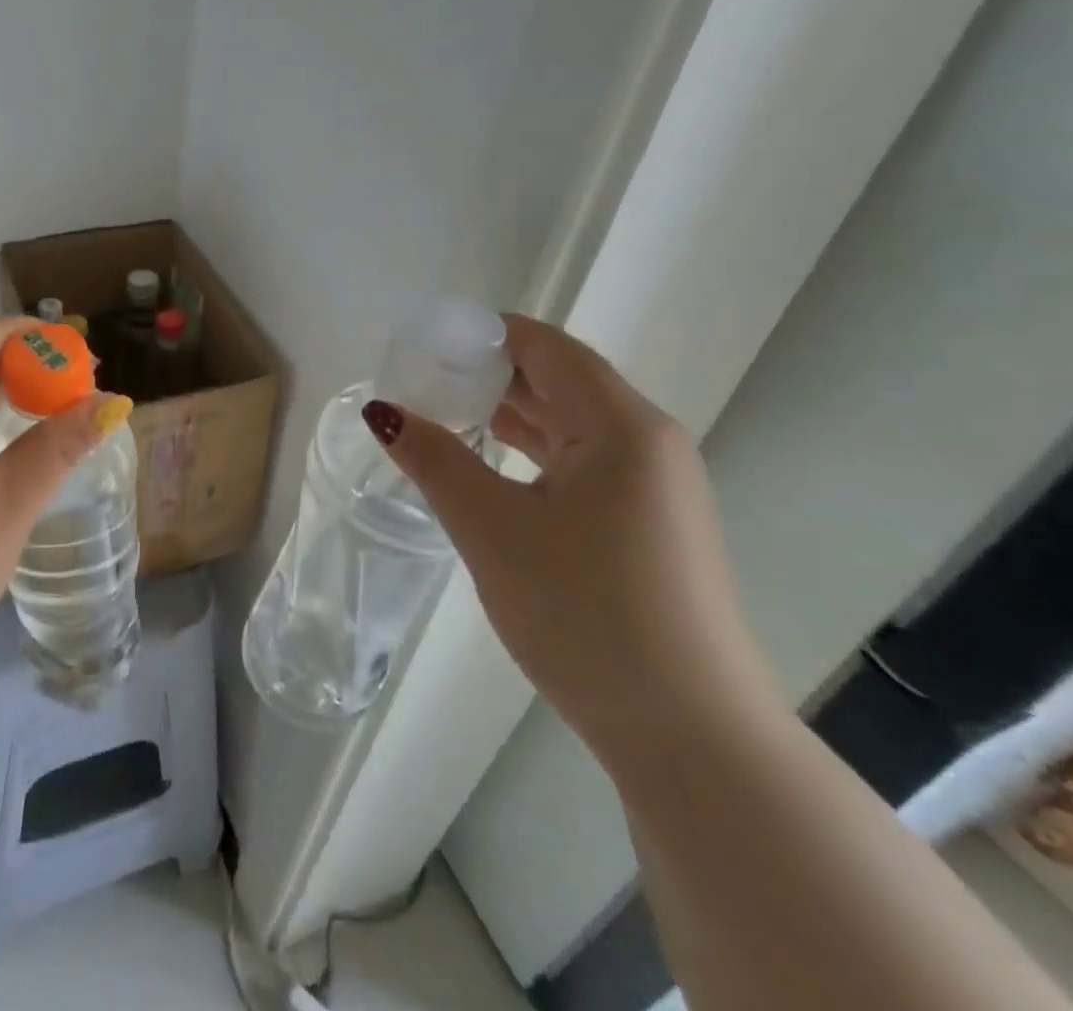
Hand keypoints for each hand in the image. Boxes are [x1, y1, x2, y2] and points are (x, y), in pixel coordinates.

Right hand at [366, 314, 777, 771]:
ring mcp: (655, 489)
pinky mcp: (650, 527)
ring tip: (443, 413)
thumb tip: (383, 412)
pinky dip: (532, 453)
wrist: (689, 736)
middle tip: (421, 379)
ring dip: (509, 414)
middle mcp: (648, 444)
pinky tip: (490, 467)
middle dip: (489, 374)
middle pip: (560, 381)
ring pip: (571, 425)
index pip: (546, 347)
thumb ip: (434, 459)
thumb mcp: (491, 528)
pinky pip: (583, 464)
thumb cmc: (585, 613)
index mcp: (622, 426)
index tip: (425, 343)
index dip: (484, 335)